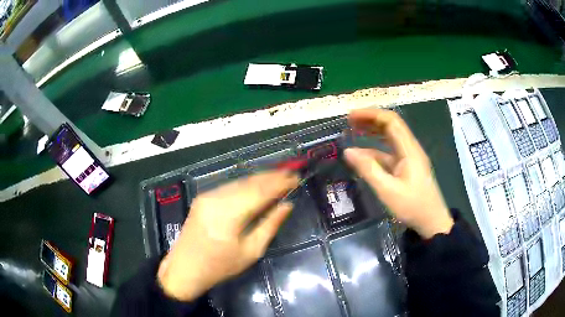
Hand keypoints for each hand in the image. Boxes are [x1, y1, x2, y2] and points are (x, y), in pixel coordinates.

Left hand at [157, 171, 298, 300]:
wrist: (185, 268)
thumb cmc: (220, 266)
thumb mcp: (251, 252)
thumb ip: (270, 226)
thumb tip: (287, 205)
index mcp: (228, 215)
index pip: (260, 192)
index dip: (280, 183)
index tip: (296, 178)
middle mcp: (216, 199)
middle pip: (249, 182)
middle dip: (272, 176)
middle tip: (291, 173)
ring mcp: (207, 196)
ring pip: (239, 181)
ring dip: (260, 178)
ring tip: (279, 176)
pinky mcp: (203, 197)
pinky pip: (230, 186)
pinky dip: (247, 184)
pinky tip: (258, 185)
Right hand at [344, 109, 453, 238]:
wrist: (431, 222)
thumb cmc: (412, 206)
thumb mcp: (387, 190)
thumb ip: (368, 169)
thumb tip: (348, 151)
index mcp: (409, 150)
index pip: (391, 121)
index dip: (371, 114)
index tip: (351, 116)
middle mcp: (410, 149)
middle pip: (390, 126)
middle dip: (370, 120)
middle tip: (349, 122)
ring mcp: (409, 158)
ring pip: (389, 139)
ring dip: (372, 133)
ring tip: (353, 132)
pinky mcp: (406, 167)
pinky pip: (389, 153)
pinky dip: (375, 151)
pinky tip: (362, 156)